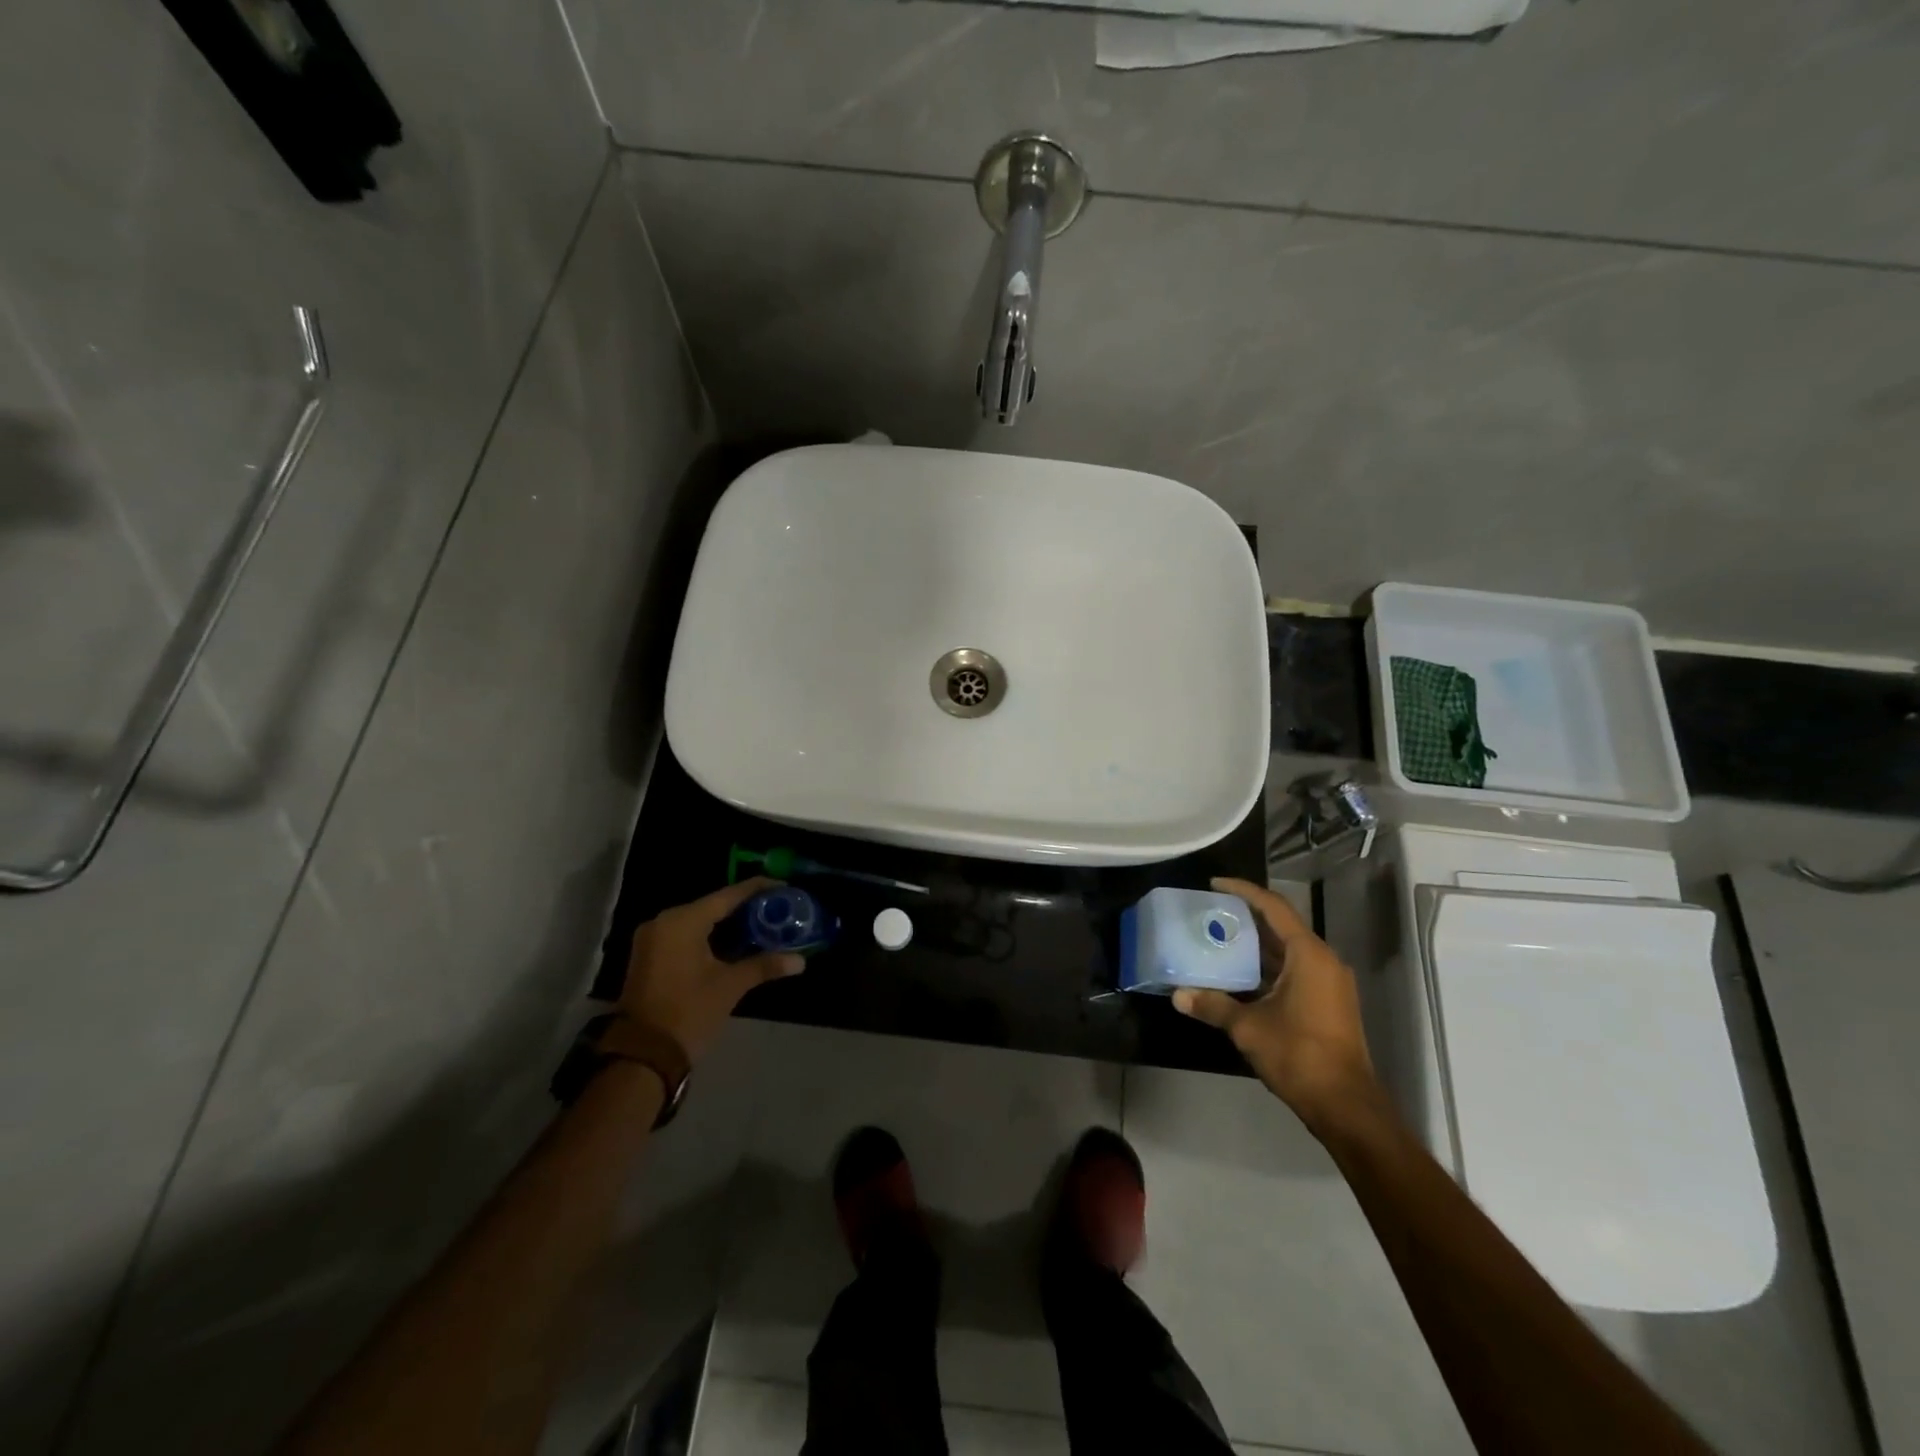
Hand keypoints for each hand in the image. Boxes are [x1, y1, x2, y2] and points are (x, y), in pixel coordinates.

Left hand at [620, 879, 802, 1061]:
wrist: (641, 1056)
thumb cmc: (688, 1012)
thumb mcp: (730, 986)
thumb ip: (764, 966)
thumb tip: (800, 961)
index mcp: (683, 921)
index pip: (729, 895)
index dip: (758, 889)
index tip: (785, 888)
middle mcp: (664, 921)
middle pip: (713, 905)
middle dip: (746, 908)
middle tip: (777, 910)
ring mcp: (653, 939)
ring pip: (699, 921)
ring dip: (728, 924)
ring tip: (763, 925)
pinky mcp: (649, 957)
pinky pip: (686, 935)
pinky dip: (710, 937)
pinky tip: (735, 943)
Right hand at [1173, 877, 1379, 1132]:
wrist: (1345, 1105)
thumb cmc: (1299, 1055)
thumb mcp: (1248, 1027)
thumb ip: (1213, 1005)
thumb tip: (1177, 995)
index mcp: (1309, 955)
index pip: (1274, 908)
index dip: (1244, 891)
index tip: (1214, 884)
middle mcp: (1323, 961)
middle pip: (1281, 926)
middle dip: (1246, 917)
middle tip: (1210, 912)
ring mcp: (1329, 983)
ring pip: (1287, 951)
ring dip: (1255, 945)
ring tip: (1218, 938)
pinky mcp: (1327, 1003)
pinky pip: (1294, 970)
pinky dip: (1266, 967)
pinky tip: (1238, 974)